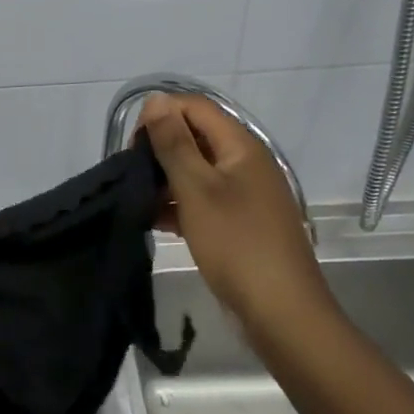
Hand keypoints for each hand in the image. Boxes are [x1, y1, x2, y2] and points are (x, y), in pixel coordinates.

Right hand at [139, 94, 333, 338]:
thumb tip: (156, 100)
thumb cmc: (237, 243)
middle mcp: (246, 162)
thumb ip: (174, 143)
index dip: (160, 115)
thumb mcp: (197, 189)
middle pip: (195, 136)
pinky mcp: (239, 221)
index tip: (132, 145)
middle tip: (131, 174)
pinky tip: (154, 220)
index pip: (195, 107)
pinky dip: (179, 203)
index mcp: (241, 146)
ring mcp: (245, 193)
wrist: (281, 313)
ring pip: (197, 169)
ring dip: (166, 178)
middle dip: (160, 148)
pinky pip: (203, 198)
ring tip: (138, 199)